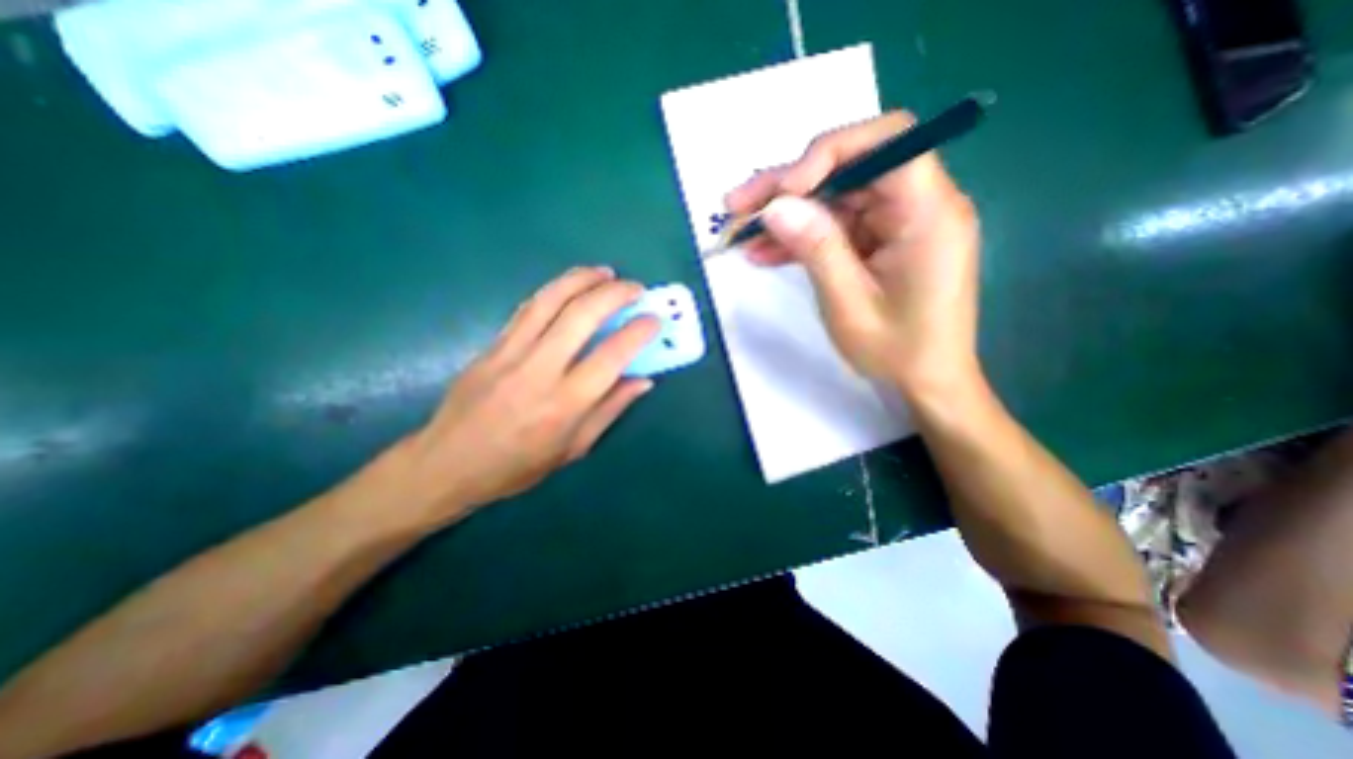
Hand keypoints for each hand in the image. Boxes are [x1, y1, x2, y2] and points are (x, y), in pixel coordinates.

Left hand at [367, 267, 655, 528]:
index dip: (638, 332)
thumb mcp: (574, 448)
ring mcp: (510, 353)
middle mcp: (539, 371)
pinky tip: (570, 285)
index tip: (654, 319)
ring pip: (551, 300)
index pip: (611, 356)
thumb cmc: (517, 466)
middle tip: (636, 289)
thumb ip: (610, 410)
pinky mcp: (491, 345)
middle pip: (582, 316)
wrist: (446, 464)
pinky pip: (528, 308)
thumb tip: (643, 381)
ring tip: (605, 272)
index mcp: (565, 404)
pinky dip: (555, 290)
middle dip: (615, 293)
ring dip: (582, 279)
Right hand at [724, 109, 978, 395]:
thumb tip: (776, 205)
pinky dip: (801, 237)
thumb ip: (816, 249)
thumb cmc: (897, 351)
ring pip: (835, 198)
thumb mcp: (849, 304)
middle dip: (789, 185)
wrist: (925, 382)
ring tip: (741, 234)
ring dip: (787, 214)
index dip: (828, 153)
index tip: (783, 190)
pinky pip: (837, 227)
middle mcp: (919, 205)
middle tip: (738, 206)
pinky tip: (765, 252)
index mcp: (929, 212)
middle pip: (849, 168)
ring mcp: (897, 223)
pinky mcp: (881, 241)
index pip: (886, 141)